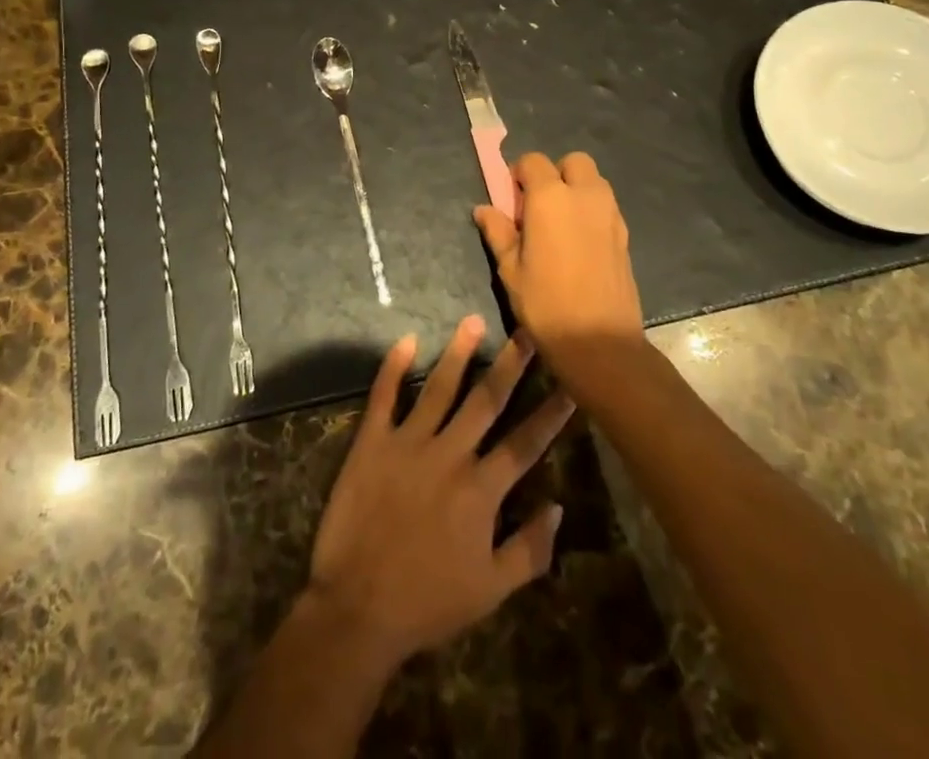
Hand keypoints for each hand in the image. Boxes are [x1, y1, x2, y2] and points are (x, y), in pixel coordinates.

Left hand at [302, 316, 572, 672]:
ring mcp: (408, 442)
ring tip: (473, 320)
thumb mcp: (490, 590)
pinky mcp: (371, 441)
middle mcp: (449, 454)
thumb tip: (558, 508)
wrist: (358, 608)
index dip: (550, 414)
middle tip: (527, 332)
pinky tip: (406, 340)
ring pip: (439, 388)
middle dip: (510, 365)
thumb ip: (529, 550)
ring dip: (458, 353)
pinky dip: (393, 366)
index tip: (571, 384)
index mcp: (481, 490)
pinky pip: (383, 396)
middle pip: (486, 401)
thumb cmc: (428, 602)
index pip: (525, 443)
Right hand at [473, 151, 644, 383]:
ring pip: (594, 181)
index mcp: (551, 197)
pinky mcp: (625, 234)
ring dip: (576, 189)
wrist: (600, 342)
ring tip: (560, 225)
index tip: (512, 200)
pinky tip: (579, 244)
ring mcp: (610, 214)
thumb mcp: (510, 269)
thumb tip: (484, 209)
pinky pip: (606, 206)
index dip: (519, 174)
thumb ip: (498, 232)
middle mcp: (585, 195)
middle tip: (539, 206)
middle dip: (555, 173)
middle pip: (573, 161)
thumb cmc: (546, 303)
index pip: (533, 161)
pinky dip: (591, 211)